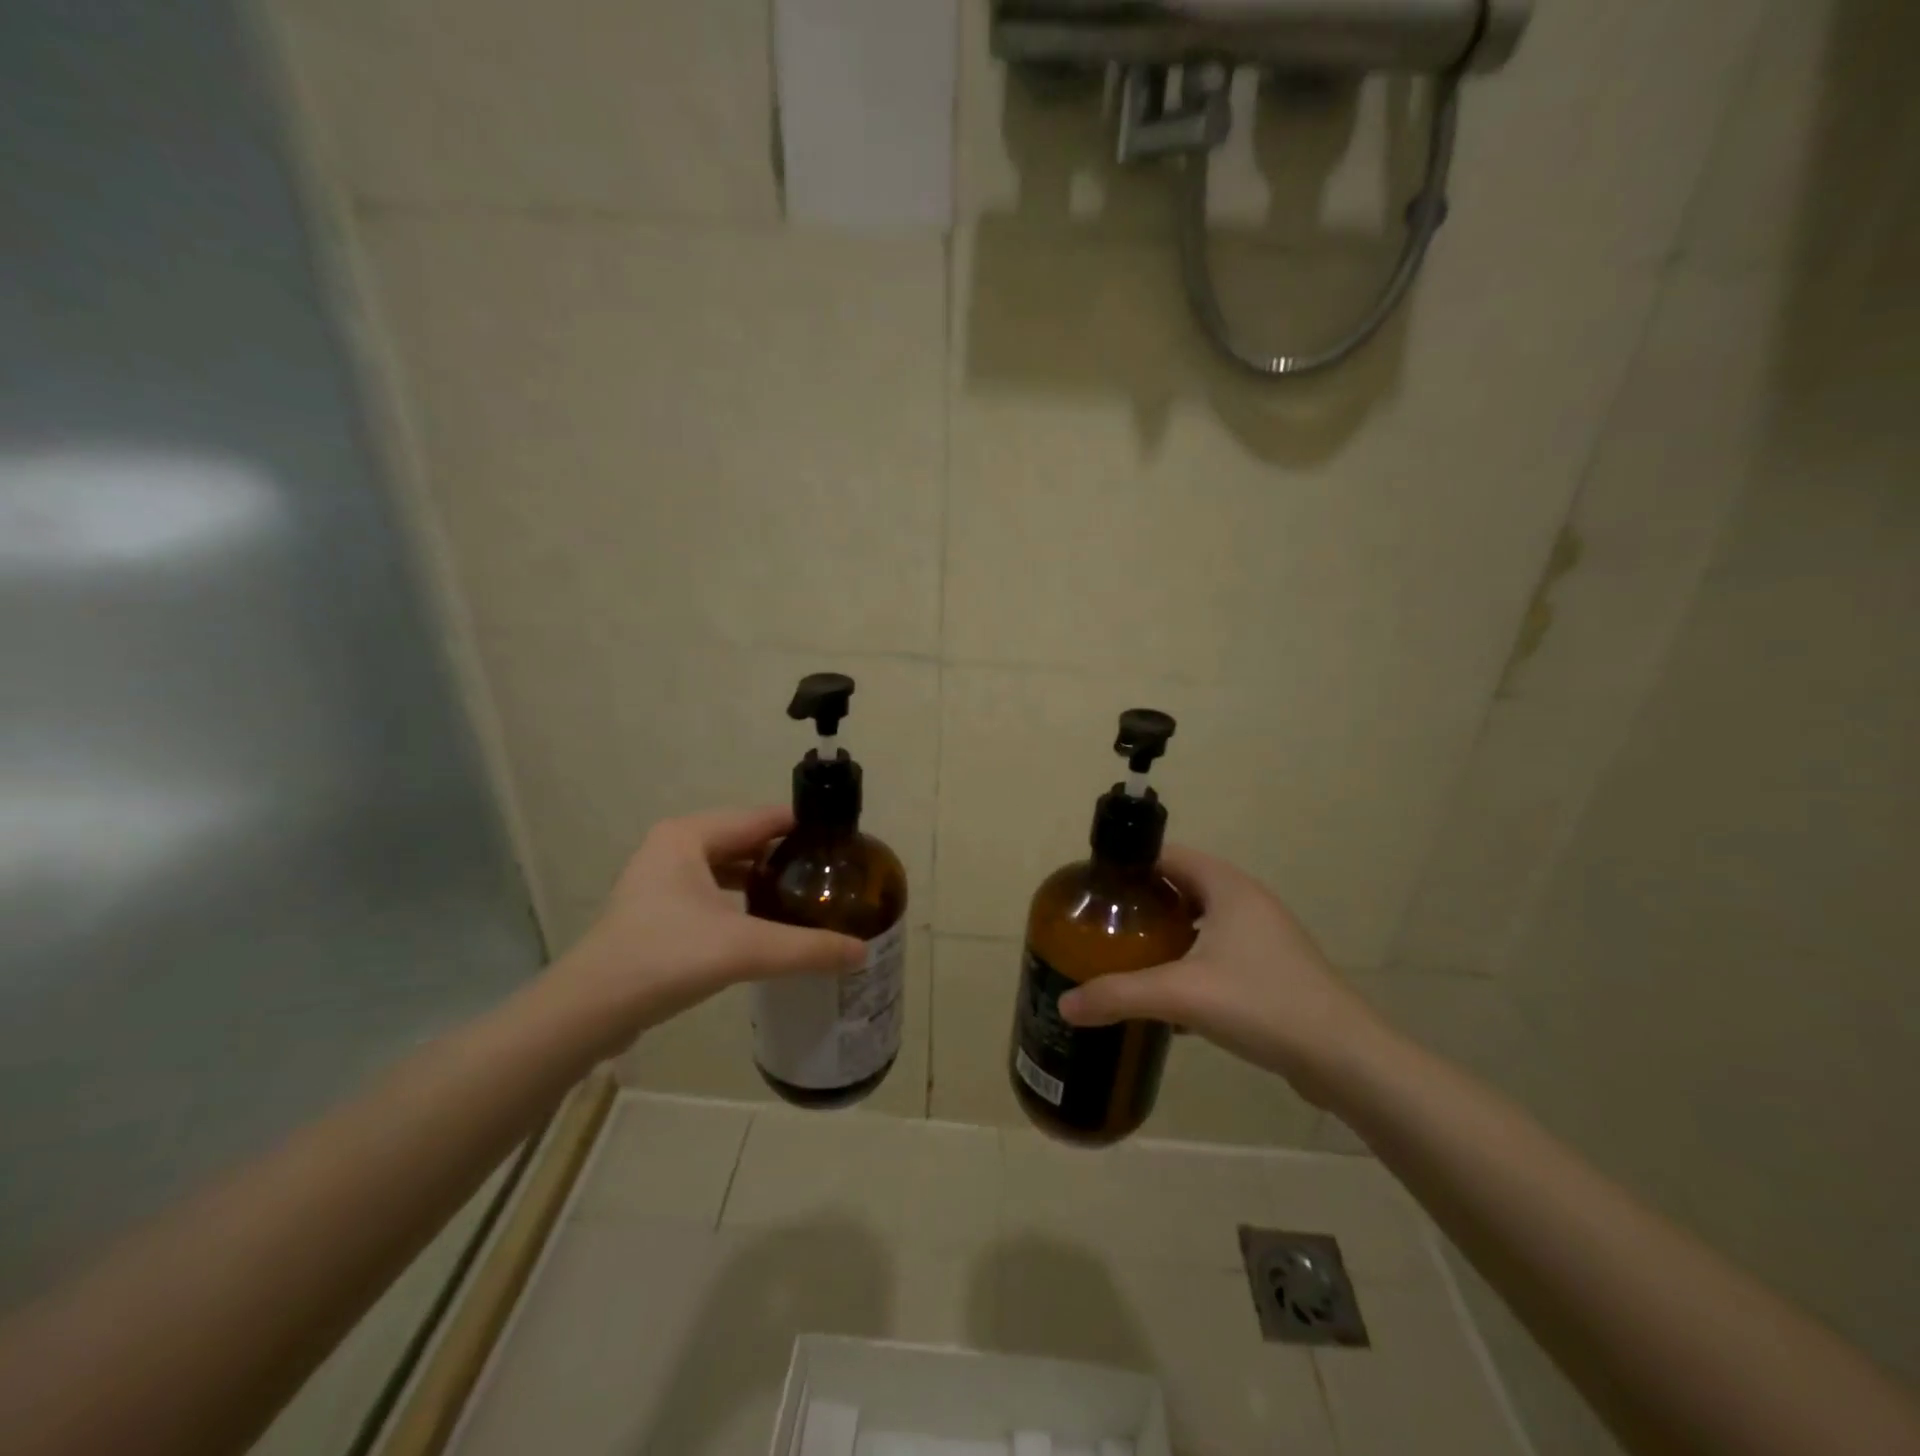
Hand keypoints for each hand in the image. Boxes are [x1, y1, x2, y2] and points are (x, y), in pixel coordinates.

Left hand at [559, 807, 865, 1038]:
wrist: (588, 1011)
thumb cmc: (665, 958)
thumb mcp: (744, 949)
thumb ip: (807, 948)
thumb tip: (861, 952)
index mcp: (689, 836)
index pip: (762, 817)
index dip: (804, 828)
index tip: (843, 845)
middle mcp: (674, 846)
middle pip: (746, 839)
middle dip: (787, 855)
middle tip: (832, 873)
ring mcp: (661, 878)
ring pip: (727, 866)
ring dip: (763, 878)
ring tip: (807, 894)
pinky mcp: (658, 909)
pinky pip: (712, 890)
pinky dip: (741, 898)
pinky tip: (767, 921)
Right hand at [1057, 845, 1383, 1103]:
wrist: (1344, 1058)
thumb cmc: (1261, 1003)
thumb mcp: (1181, 995)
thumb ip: (1118, 995)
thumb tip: (1065, 1004)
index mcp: (1227, 887)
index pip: (1167, 855)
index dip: (1129, 866)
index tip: (1094, 889)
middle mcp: (1246, 902)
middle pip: (1181, 888)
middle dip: (1142, 904)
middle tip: (1104, 926)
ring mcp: (1263, 937)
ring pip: (1200, 923)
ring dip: (1166, 936)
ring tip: (1127, 957)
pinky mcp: (1271, 969)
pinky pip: (1218, 952)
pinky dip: (1189, 962)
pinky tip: (1168, 996)